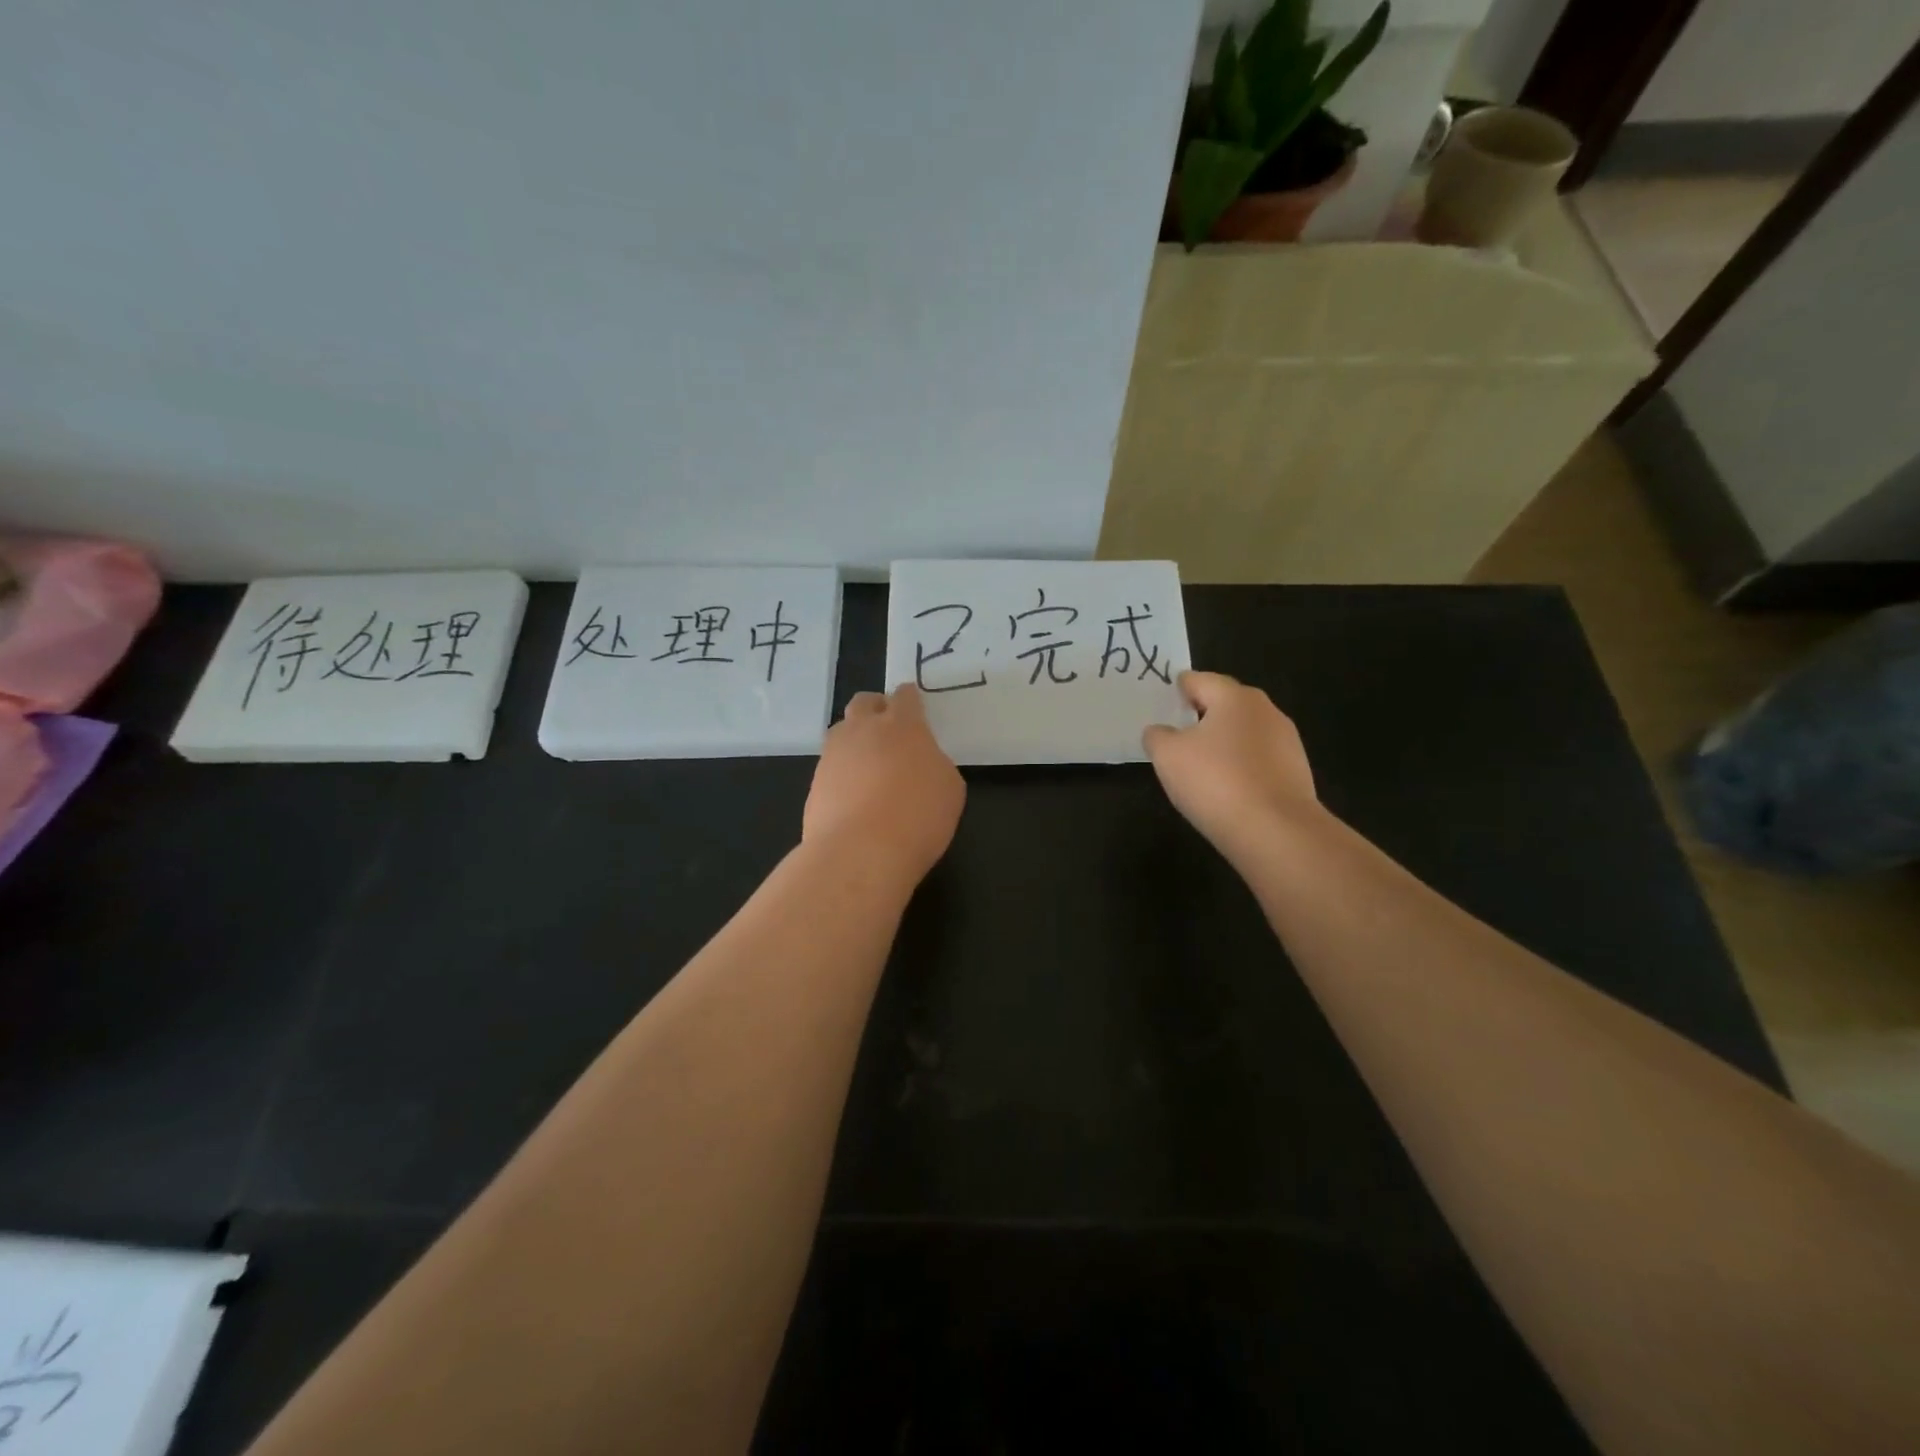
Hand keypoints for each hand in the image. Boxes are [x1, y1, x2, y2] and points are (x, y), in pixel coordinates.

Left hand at [804, 684, 964, 882]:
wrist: (859, 852)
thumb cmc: (917, 816)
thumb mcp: (949, 789)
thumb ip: (935, 764)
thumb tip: (921, 762)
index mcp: (902, 725)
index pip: (904, 697)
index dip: (910, 699)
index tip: (913, 705)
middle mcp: (863, 730)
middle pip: (864, 703)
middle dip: (876, 708)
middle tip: (888, 728)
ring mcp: (833, 755)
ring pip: (841, 732)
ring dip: (855, 740)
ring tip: (869, 765)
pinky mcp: (815, 783)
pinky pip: (830, 767)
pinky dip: (842, 774)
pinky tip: (854, 796)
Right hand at [1144, 671, 1317, 855]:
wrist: (1276, 831)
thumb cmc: (1215, 781)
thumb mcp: (1167, 756)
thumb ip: (1157, 736)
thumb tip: (1161, 732)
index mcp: (1234, 697)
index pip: (1199, 680)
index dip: (1178, 688)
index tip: (1163, 701)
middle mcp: (1265, 710)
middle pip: (1226, 703)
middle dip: (1202, 713)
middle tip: (1177, 731)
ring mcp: (1286, 741)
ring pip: (1245, 731)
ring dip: (1224, 741)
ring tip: (1200, 763)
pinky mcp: (1296, 771)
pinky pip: (1259, 758)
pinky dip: (1241, 765)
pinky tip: (1227, 786)